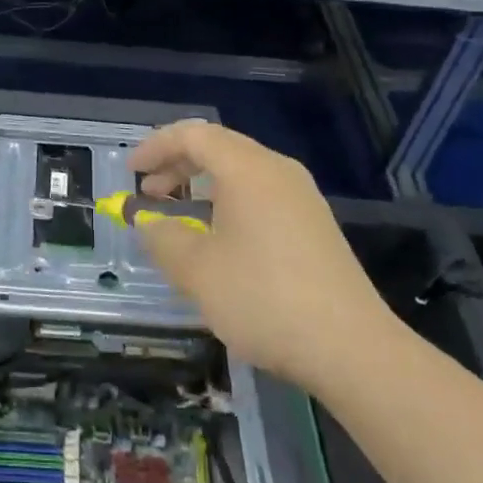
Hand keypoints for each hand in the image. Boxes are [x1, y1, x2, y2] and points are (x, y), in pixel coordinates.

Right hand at [130, 120, 396, 390]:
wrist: (352, 348)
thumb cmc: (264, 299)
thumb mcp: (197, 270)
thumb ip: (163, 238)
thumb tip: (148, 222)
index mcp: (248, 169)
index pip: (194, 135)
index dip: (156, 147)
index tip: (131, 172)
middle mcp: (277, 171)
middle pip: (219, 148)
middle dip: (178, 165)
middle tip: (149, 193)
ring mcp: (301, 197)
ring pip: (241, 173)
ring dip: (203, 185)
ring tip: (178, 217)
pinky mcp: (314, 225)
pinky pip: (261, 195)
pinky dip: (228, 202)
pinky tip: (219, 240)